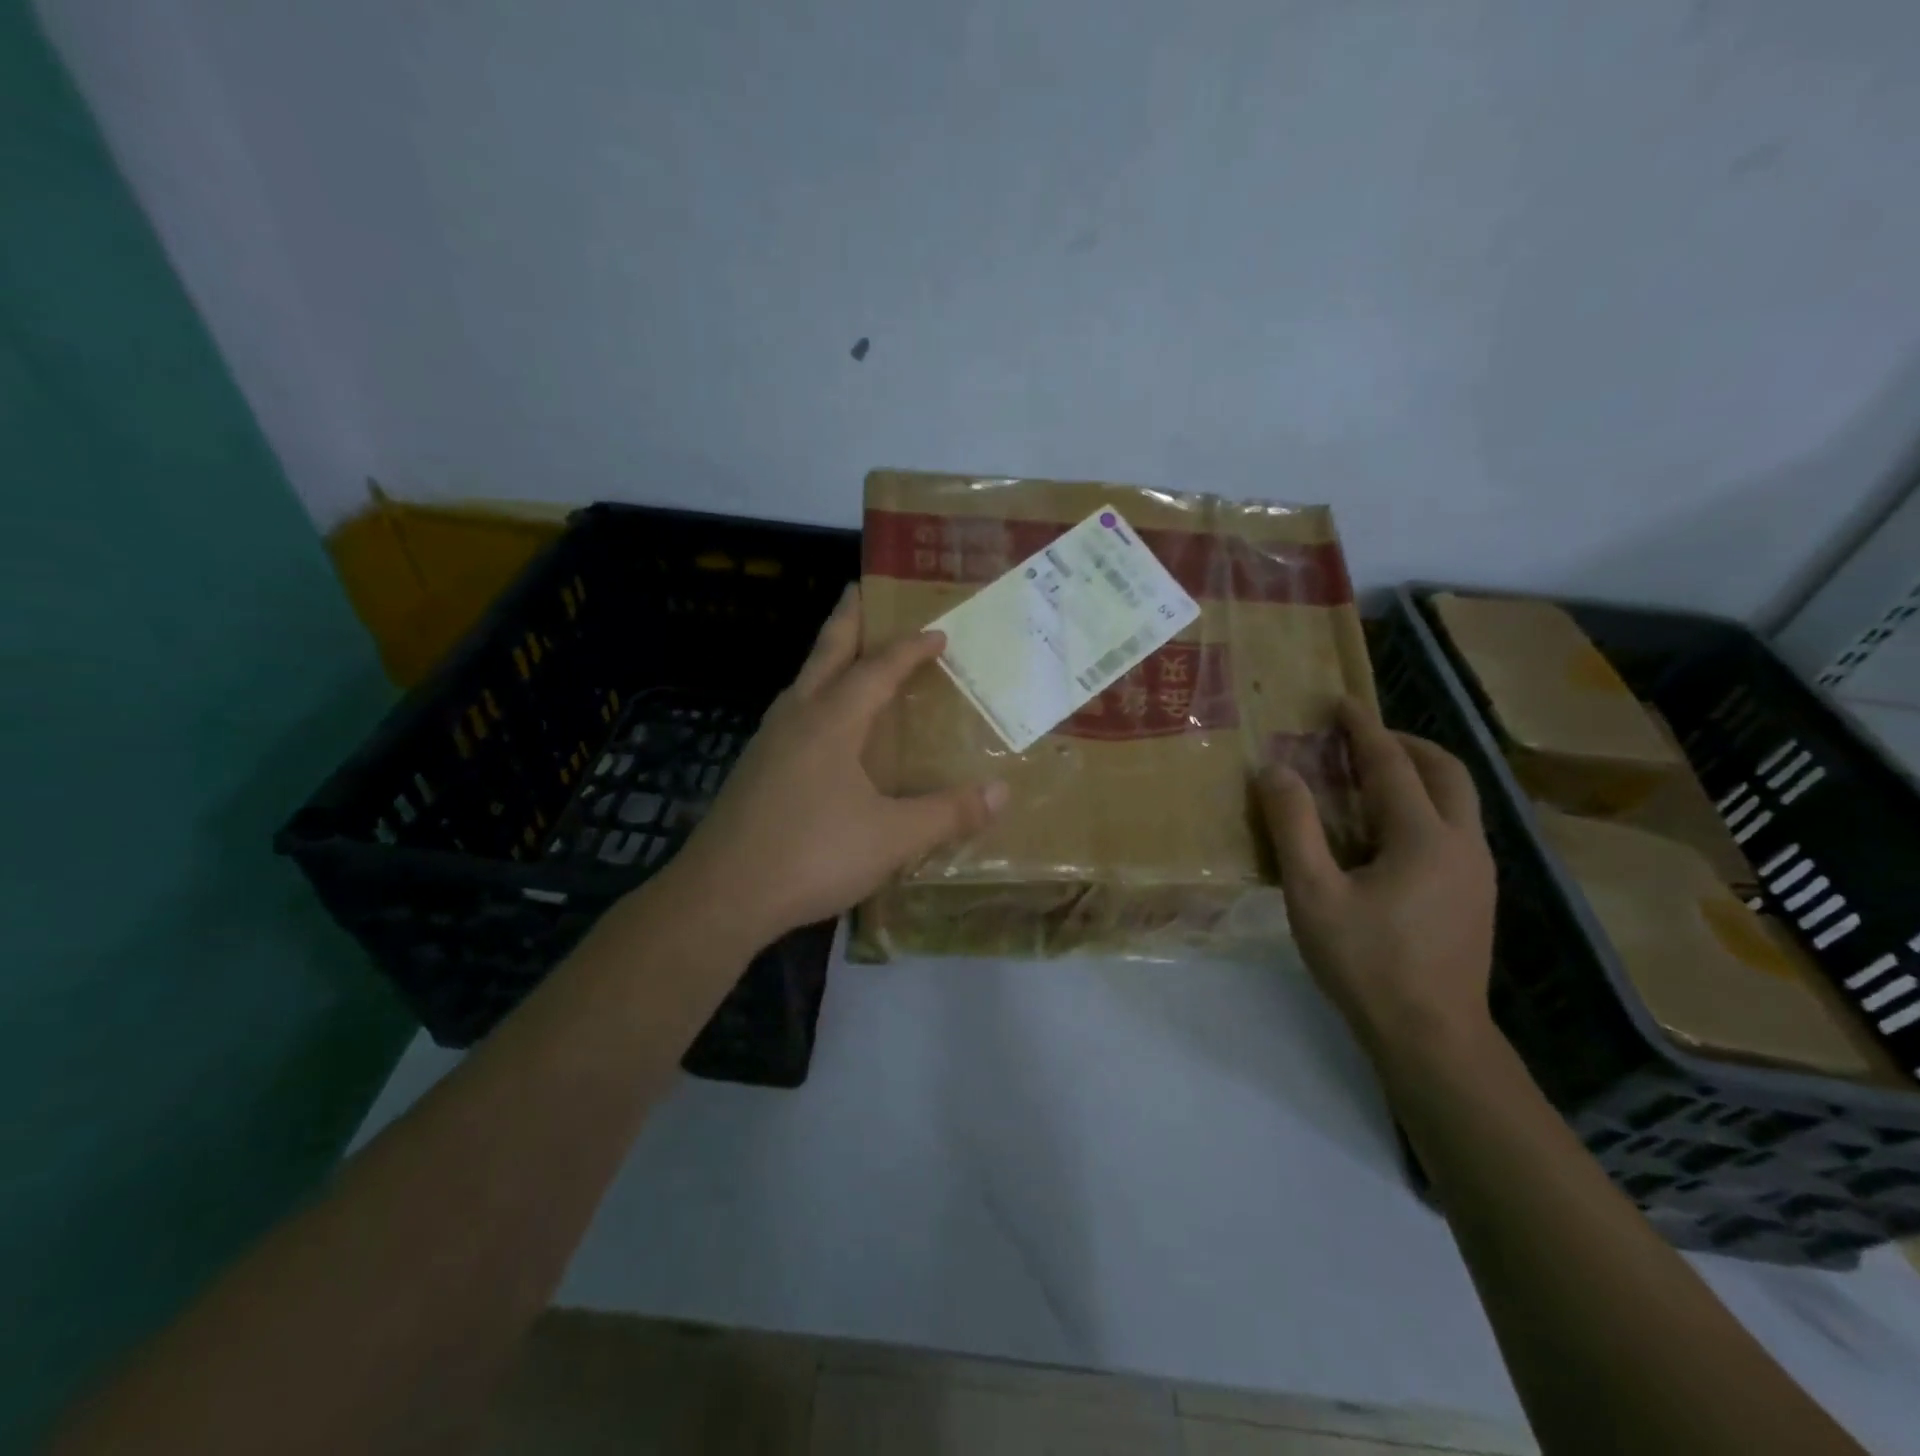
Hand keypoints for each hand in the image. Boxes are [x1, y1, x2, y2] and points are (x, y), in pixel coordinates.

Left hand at [669, 585, 1008, 947]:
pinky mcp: (753, 770)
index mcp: (832, 721)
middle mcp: (796, 718)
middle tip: (861, 590)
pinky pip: (791, 713)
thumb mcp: (892, 838)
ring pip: (802, 682)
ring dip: (827, 658)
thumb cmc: (811, 855)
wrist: (720, 896)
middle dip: (847, 619)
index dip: (910, 649)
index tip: (937, 632)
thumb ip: (948, 814)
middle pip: (825, 653)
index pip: (878, 669)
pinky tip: (819, 726)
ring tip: (846, 653)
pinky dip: (814, 697)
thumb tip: (1002, 792)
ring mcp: (767, 742)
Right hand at [1257, 699, 1496, 1059]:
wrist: (1432, 1036)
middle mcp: (1463, 842)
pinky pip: (1456, 825)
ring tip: (1372, 776)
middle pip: (1446, 770)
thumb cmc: (1366, 962)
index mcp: (1423, 835)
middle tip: (1360, 738)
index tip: (1340, 702)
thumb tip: (1275, 771)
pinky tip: (1390, 830)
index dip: (1362, 729)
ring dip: (1419, 772)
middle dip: (1404, 743)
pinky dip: (1426, 803)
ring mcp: (1478, 870)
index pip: (1392, 763)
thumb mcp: (1313, 893)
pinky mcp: (1478, 894)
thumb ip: (1293, 827)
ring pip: (1458, 798)